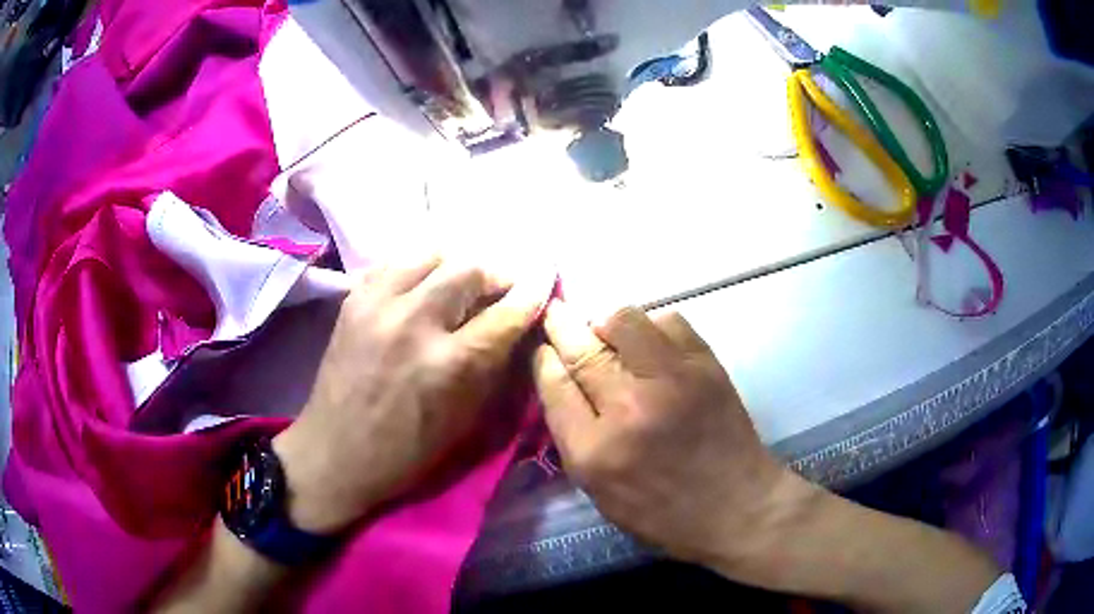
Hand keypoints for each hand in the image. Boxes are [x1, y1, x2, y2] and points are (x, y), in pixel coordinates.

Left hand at [273, 256, 551, 533]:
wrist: (335, 452)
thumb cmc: (406, 452)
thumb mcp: (464, 421)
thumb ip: (495, 366)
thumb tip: (518, 326)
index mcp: (448, 364)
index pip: (504, 313)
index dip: (532, 293)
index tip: (546, 280)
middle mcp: (413, 322)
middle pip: (469, 268)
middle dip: (496, 275)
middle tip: (501, 289)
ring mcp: (377, 304)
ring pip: (431, 253)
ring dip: (457, 265)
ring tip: (462, 284)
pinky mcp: (353, 299)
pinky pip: (395, 262)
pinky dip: (419, 267)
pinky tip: (423, 285)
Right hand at [533, 301, 814, 583]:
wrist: (737, 507)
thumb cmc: (664, 513)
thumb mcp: (601, 493)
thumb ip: (574, 439)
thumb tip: (562, 384)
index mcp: (594, 451)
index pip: (554, 386)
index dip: (543, 359)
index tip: (542, 347)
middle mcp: (627, 408)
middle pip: (581, 349)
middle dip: (561, 325)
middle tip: (556, 313)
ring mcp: (670, 380)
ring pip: (623, 321)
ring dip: (606, 322)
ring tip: (607, 331)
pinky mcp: (705, 366)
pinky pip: (669, 321)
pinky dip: (652, 325)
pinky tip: (651, 342)